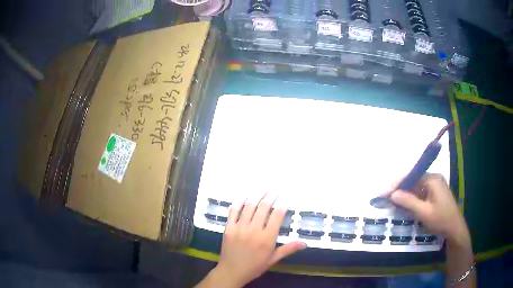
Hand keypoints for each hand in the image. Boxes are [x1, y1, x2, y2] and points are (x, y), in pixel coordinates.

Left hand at [197, 194, 305, 287]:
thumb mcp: (273, 259)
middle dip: (271, 196)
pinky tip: (244, 196)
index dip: (282, 203)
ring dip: (257, 195)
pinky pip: (233, 211)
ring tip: (263, 189)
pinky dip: (239, 202)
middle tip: (275, 189)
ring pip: (249, 206)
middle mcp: (253, 230)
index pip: (277, 215)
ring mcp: (239, 227)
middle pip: (263, 207)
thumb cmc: (255, 266)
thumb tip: (305, 243)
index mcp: (267, 238)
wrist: (232, 271)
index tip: (286, 196)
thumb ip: (288, 249)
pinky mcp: (229, 227)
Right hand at [386, 174, 470, 246]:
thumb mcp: (424, 212)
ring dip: (405, 193)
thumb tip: (393, 193)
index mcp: (433, 179)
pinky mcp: (434, 192)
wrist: (454, 228)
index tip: (385, 192)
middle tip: (386, 197)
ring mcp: (435, 185)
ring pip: (416, 185)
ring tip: (392, 200)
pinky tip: (404, 203)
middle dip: (400, 187)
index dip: (398, 183)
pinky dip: (411, 197)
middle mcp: (434, 178)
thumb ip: (409, 202)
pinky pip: (420, 191)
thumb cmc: (441, 219)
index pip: (412, 175)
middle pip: (413, 179)